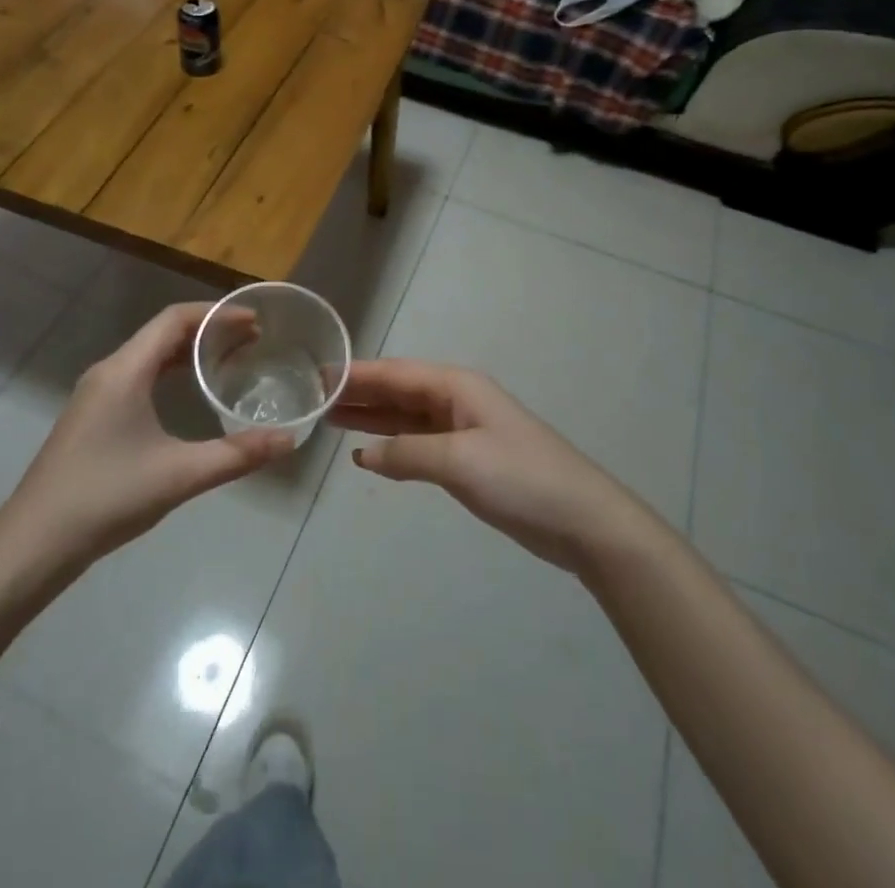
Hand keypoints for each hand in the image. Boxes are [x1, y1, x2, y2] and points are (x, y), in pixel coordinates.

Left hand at [8, 303, 293, 566]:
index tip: (254, 321)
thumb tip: (289, 440)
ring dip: (187, 350)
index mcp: (125, 371)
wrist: (35, 542)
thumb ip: (236, 455)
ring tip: (228, 360)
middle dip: (208, 330)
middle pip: (163, 332)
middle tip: (251, 341)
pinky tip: (187, 393)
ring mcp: (96, 393)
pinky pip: (137, 375)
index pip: (175, 319)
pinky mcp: (92, 415)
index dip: (216, 314)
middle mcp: (109, 371)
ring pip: (149, 354)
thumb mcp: (179, 475)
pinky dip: (169, 371)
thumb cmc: (107, 497)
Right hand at [334, 360, 645, 573]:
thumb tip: (364, 454)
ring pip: (405, 416)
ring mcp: (462, 429)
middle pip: (398, 390)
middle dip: (358, 393)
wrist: (582, 521)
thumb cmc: (521, 478)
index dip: (356, 374)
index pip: (395, 374)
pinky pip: (418, 443)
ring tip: (328, 417)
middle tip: (312, 397)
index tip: (316, 375)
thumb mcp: (460, 461)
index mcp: (457, 386)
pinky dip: (392, 445)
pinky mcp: (466, 459)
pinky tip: (366, 452)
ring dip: (370, 417)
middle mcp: (456, 400)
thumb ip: (407, 454)